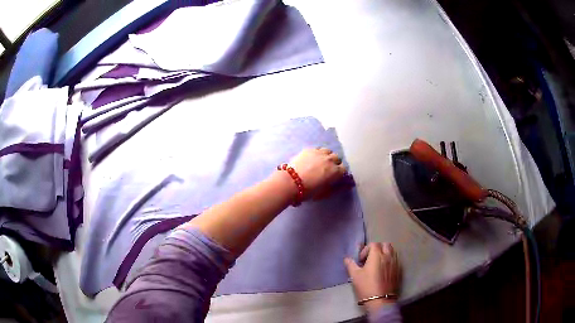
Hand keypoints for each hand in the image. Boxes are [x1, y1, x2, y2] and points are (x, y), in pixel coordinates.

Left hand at [289, 148, 345, 198]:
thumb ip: (338, 188)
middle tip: (327, 170)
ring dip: (327, 156)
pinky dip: (317, 153)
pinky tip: (312, 159)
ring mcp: (319, 153)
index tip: (335, 176)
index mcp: (336, 171)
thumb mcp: (325, 193)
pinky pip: (317, 149)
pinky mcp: (309, 149)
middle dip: (334, 163)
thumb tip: (348, 185)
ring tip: (320, 162)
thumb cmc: (309, 191)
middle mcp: (330, 159)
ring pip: (328, 151)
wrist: (290, 182)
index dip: (339, 173)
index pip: (344, 169)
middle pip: (336, 158)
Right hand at [344, 242, 400, 312]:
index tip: (361, 260)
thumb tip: (347, 259)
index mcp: (377, 255)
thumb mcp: (355, 275)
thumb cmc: (366, 286)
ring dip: (385, 254)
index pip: (373, 244)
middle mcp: (388, 256)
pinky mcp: (399, 270)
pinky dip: (390, 261)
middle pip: (385, 245)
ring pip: (392, 251)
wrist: (380, 300)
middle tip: (370, 259)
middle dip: (378, 249)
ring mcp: (395, 263)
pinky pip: (396, 260)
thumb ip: (351, 264)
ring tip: (378, 264)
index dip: (366, 250)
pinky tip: (384, 271)